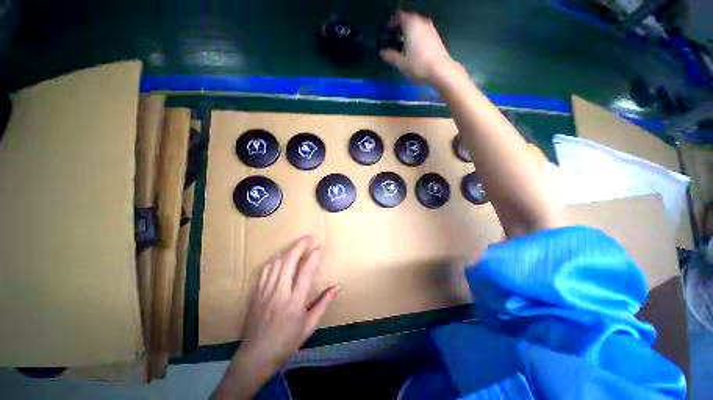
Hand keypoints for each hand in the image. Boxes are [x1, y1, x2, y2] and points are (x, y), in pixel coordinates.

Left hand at [242, 236, 338, 367]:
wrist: (256, 355)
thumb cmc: (286, 342)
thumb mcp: (309, 325)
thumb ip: (323, 304)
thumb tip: (336, 288)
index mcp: (295, 302)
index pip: (305, 272)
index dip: (313, 256)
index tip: (319, 247)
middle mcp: (279, 293)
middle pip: (288, 262)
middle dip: (299, 245)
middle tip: (308, 237)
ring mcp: (266, 291)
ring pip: (276, 263)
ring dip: (288, 250)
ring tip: (297, 244)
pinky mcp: (256, 292)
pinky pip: (266, 269)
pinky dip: (276, 259)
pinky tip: (281, 257)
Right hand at [380, 11, 454, 83]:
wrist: (440, 70)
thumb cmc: (418, 65)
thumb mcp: (401, 63)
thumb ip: (390, 56)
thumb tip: (382, 52)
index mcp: (411, 24)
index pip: (399, 16)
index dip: (392, 24)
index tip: (387, 33)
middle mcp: (422, 22)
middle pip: (409, 19)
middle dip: (401, 28)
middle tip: (394, 39)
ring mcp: (431, 29)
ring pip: (417, 26)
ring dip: (410, 32)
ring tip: (404, 45)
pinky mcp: (437, 37)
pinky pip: (424, 33)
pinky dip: (417, 37)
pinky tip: (415, 50)